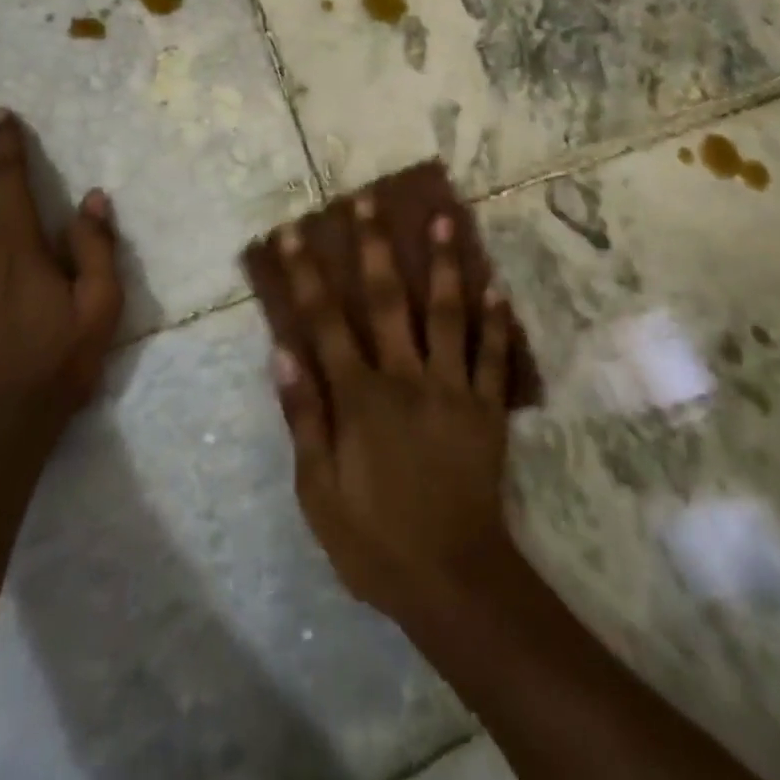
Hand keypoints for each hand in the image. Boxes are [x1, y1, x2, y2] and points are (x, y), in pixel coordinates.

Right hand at [271, 197, 516, 626]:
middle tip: (369, 200)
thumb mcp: (318, 490)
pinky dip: (496, 319)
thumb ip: (303, 416)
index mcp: (359, 395)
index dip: (306, 274)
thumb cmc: (374, 539)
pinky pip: (493, 354)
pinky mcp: (486, 406)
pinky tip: (497, 285)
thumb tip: (282, 351)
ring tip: (443, 218)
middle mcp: (405, 376)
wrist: (452, 579)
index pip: (325, 321)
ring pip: (446, 312)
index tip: (293, 232)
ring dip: (443, 263)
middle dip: (374, 246)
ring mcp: (451, 386)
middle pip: (386, 299)